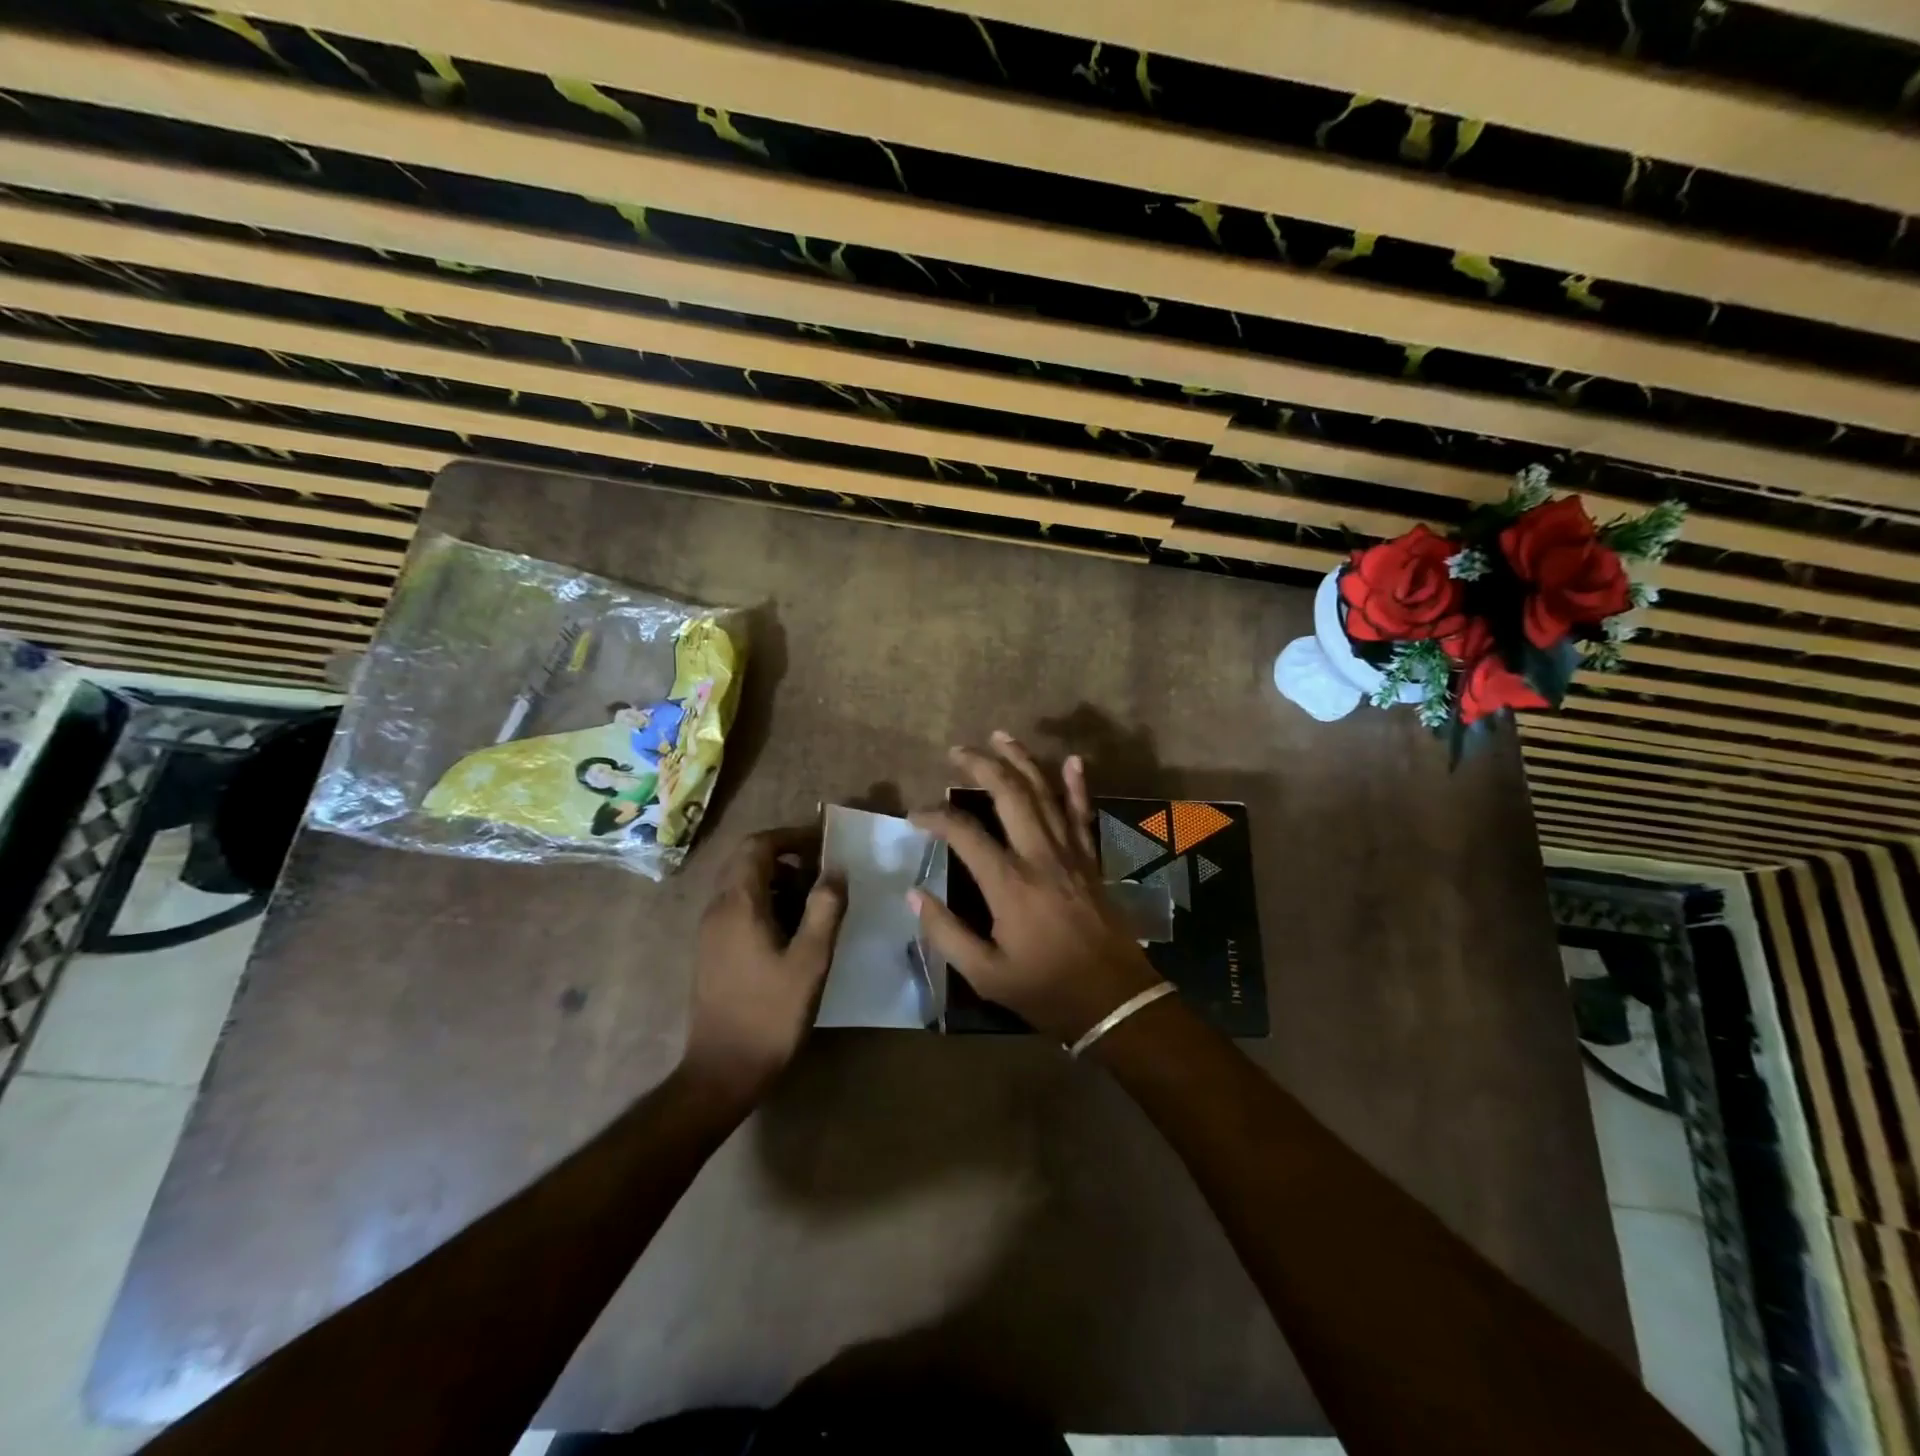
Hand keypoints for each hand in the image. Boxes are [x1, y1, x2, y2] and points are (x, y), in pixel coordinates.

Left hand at [682, 827, 844, 1106]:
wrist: (723, 1071)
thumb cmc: (770, 1013)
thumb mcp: (810, 960)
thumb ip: (824, 909)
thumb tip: (836, 870)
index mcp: (738, 904)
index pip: (757, 846)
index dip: (790, 837)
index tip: (824, 845)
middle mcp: (718, 909)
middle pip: (747, 862)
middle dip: (787, 858)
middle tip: (824, 874)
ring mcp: (711, 932)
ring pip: (744, 886)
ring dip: (779, 883)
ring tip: (816, 904)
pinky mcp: (713, 952)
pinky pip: (740, 910)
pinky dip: (768, 904)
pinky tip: (794, 932)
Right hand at [911, 732, 1160, 1042]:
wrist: (1116, 1002)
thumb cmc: (1046, 991)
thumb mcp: (985, 974)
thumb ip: (946, 932)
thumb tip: (914, 893)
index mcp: (1009, 884)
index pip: (965, 833)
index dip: (935, 816)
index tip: (915, 816)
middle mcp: (1040, 856)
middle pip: (1009, 794)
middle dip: (981, 766)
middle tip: (957, 751)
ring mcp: (1071, 853)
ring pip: (1045, 793)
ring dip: (1022, 761)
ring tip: (1000, 736)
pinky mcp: (1091, 859)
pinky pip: (1083, 813)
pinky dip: (1077, 785)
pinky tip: (1071, 760)